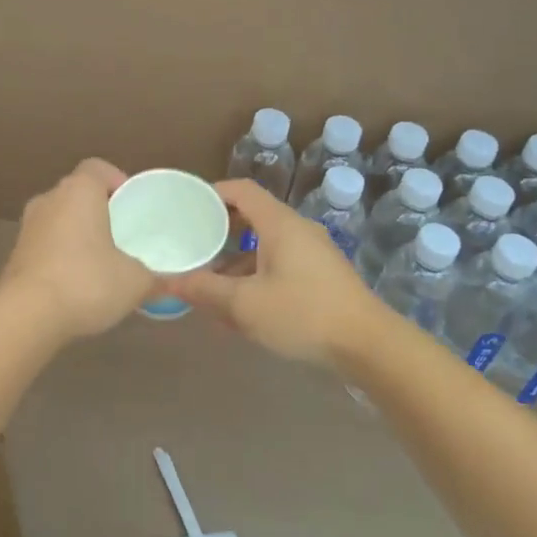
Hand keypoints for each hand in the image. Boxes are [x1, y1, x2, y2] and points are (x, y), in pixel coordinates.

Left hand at [0, 159, 154, 338]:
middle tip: (122, 235)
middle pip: (77, 193)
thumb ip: (154, 277)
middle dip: (99, 210)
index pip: (97, 168)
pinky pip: (45, 245)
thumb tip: (168, 284)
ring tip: (101, 262)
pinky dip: (60, 256)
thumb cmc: (86, 282)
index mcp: (79, 191)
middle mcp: (49, 199)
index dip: (117, 181)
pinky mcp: (15, 255)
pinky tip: (76, 284)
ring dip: (77, 234)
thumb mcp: (135, 282)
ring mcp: (27, 227)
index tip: (132, 205)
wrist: (26, 316)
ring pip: (59, 220)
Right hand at [164, 179, 382, 362]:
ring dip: (236, 260)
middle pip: (252, 217)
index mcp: (279, 224)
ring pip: (265, 245)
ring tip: (209, 283)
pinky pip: (279, 265)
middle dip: (219, 230)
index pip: (242, 190)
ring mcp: (313, 254)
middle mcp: (297, 230)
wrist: (369, 346)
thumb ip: (204, 290)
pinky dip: (255, 276)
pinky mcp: (321, 277)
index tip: (186, 207)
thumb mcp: (245, 305)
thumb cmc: (304, 314)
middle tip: (191, 245)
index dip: (212, 193)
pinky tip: (240, 308)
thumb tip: (168, 281)